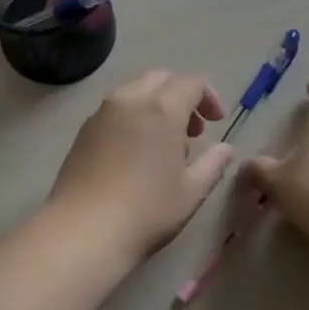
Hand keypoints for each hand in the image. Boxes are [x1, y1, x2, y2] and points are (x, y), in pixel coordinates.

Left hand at [45, 70, 236, 260]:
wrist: (83, 231)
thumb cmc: (147, 210)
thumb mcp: (191, 191)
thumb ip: (213, 164)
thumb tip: (225, 148)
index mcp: (161, 108)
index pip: (191, 82)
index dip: (209, 97)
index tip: (217, 123)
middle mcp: (130, 99)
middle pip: (161, 79)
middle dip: (182, 96)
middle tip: (193, 130)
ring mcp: (102, 112)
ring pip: (135, 91)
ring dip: (157, 105)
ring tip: (165, 144)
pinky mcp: (84, 129)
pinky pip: (116, 109)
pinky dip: (133, 116)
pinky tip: (136, 152)